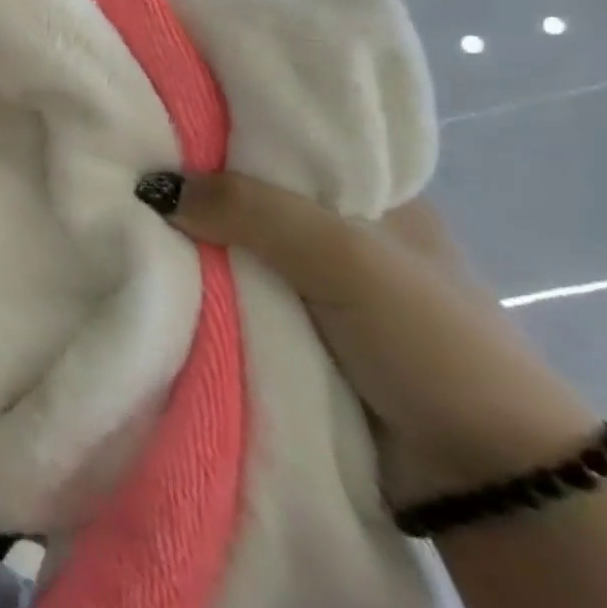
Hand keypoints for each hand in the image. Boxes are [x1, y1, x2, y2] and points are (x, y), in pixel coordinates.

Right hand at [156, 173, 599, 504]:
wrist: (487, 484)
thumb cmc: (431, 345)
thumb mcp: (346, 258)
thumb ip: (252, 210)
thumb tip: (152, 186)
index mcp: (368, 194)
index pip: (278, 141)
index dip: (217, 131)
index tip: (154, 123)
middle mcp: (335, 230)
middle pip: (244, 193)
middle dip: (192, 190)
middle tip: (124, 173)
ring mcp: (310, 284)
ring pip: (229, 245)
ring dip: (187, 243)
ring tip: (120, 215)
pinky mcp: (289, 330)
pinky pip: (227, 292)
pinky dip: (196, 286)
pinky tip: (152, 267)